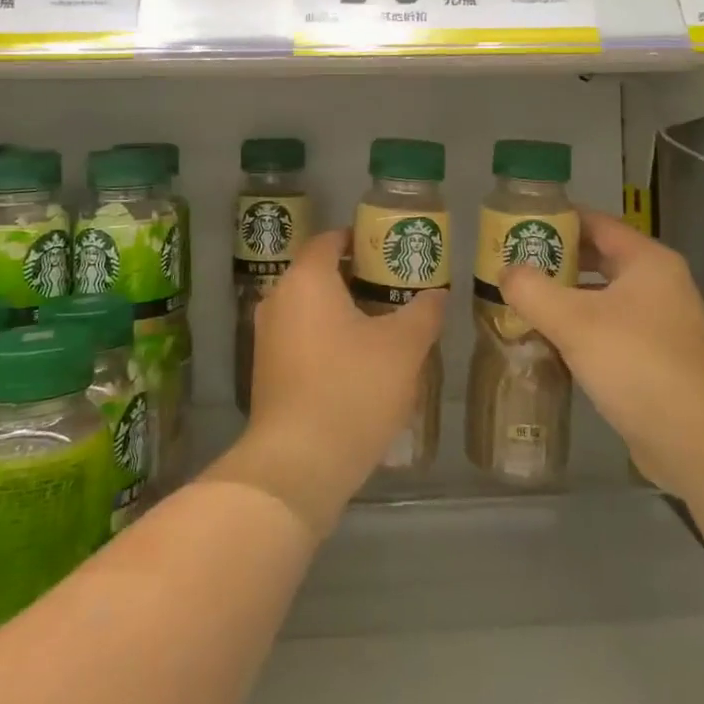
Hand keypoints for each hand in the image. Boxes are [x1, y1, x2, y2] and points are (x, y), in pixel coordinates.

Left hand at [219, 229, 444, 533]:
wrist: (298, 464)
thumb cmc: (352, 389)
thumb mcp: (404, 347)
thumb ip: (423, 312)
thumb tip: (436, 294)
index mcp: (307, 279)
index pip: (330, 240)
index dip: (361, 239)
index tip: (391, 250)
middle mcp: (279, 299)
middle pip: (320, 273)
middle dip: (358, 277)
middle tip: (397, 288)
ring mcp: (268, 337)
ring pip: (311, 308)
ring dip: (344, 311)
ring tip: (385, 325)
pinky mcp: (267, 371)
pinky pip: (302, 337)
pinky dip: (328, 338)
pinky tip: (359, 362)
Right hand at [497, 209, 703, 497]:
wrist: (698, 444)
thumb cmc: (637, 365)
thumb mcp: (574, 322)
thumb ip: (532, 290)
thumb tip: (506, 272)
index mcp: (647, 261)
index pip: (594, 222)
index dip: (554, 219)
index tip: (515, 225)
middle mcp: (657, 284)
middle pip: (597, 257)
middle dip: (553, 260)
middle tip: (509, 264)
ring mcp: (659, 323)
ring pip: (600, 296)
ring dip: (562, 297)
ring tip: (518, 300)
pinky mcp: (654, 358)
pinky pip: (607, 329)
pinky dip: (577, 329)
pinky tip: (545, 341)